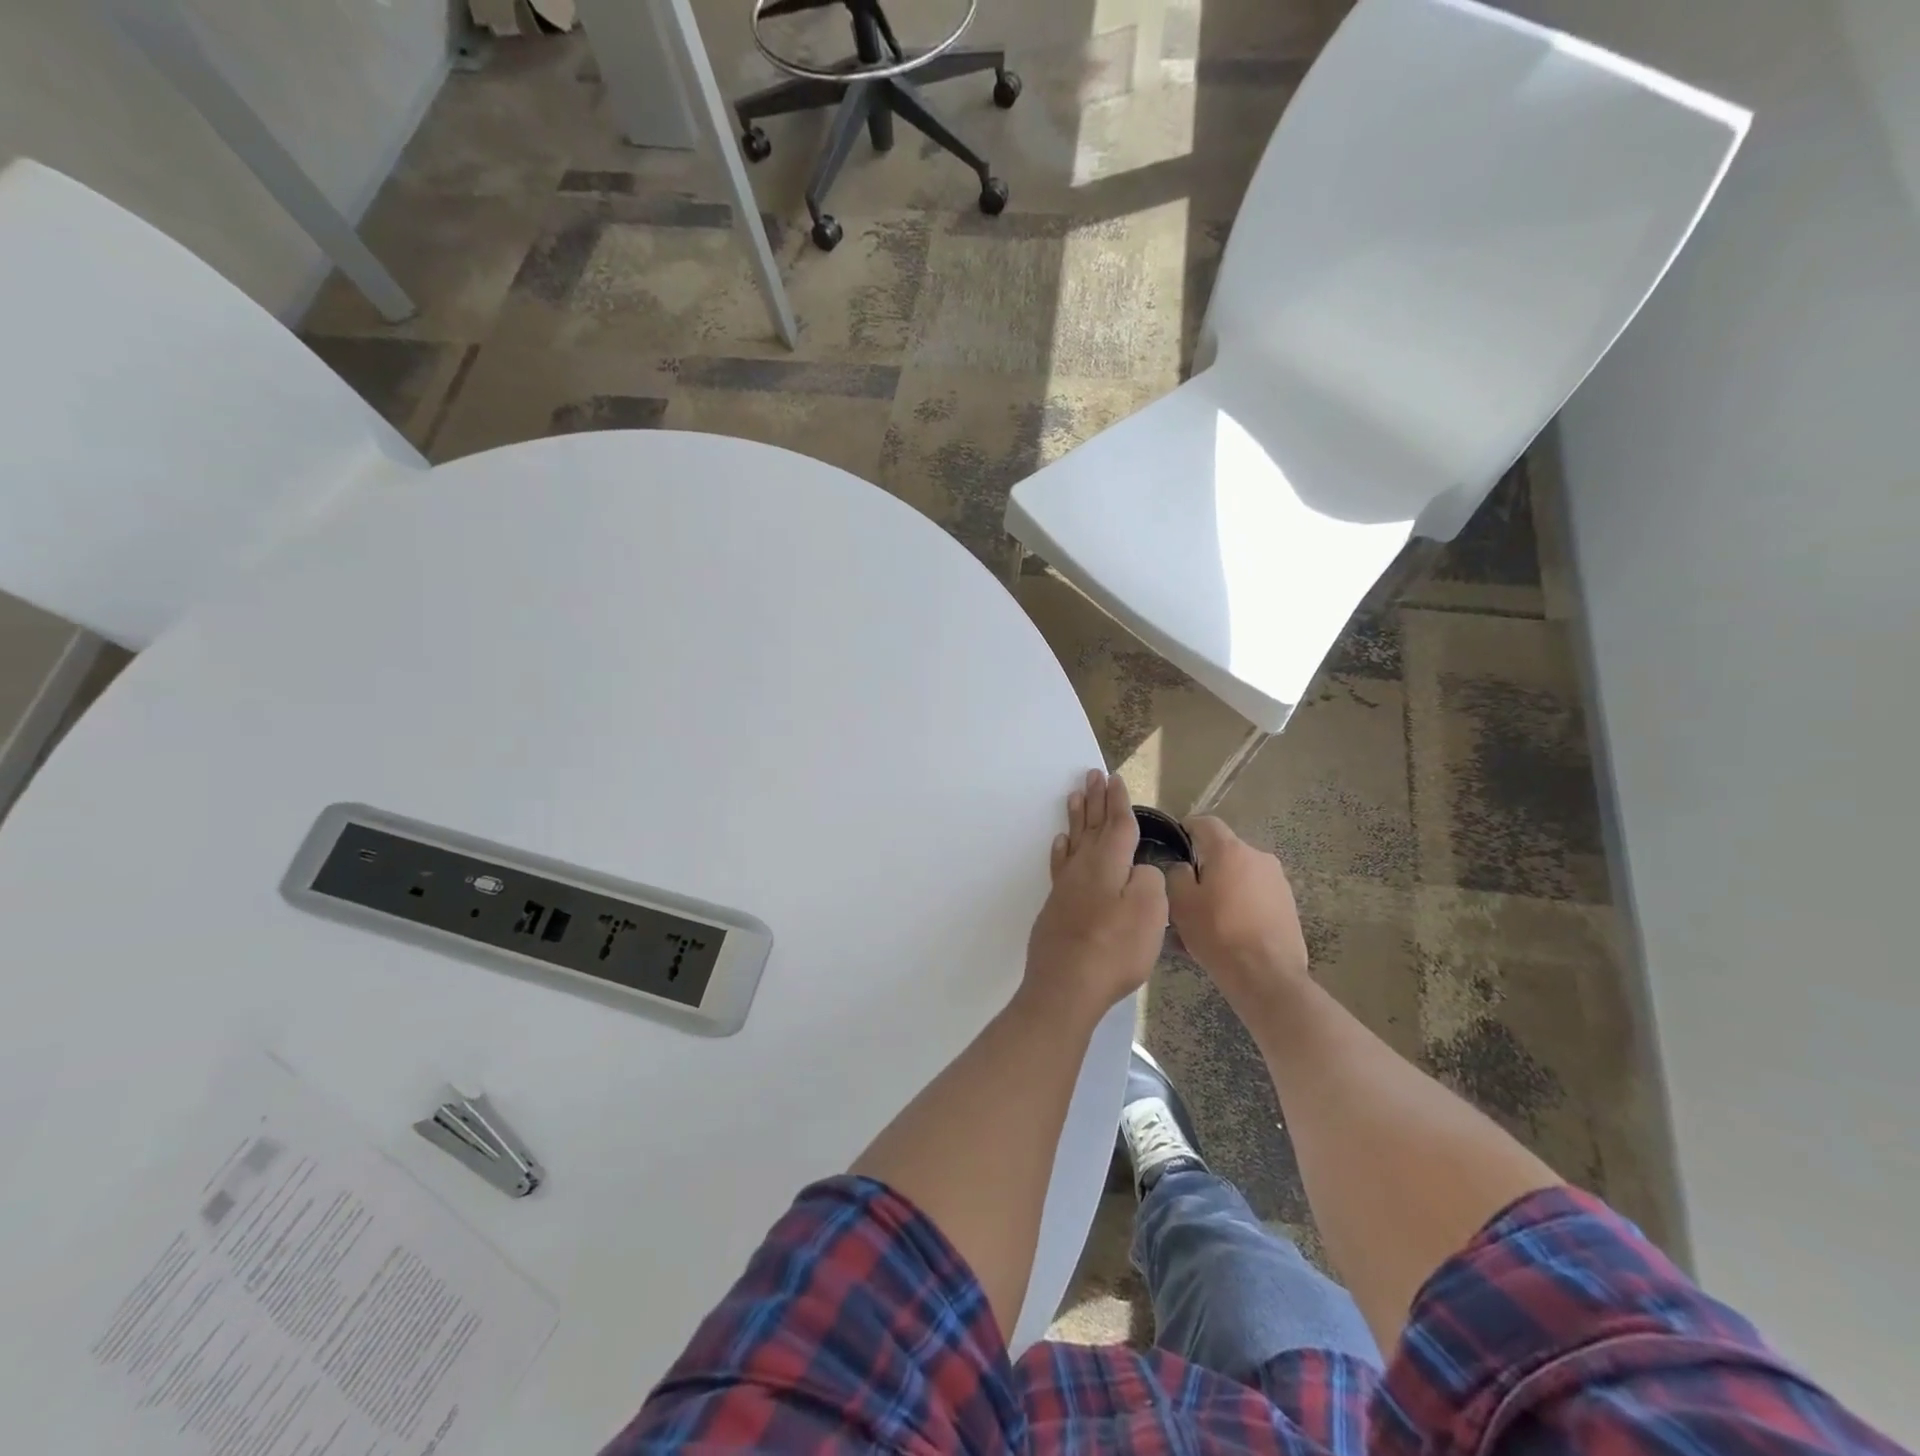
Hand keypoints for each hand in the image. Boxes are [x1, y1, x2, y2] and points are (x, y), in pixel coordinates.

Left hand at [1022, 770, 1167, 1022]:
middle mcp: (1084, 866)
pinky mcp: (1056, 905)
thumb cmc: (1114, 949)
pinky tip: (1060, 843)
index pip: (1116, 823)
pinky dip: (1062, 849)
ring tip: (1075, 796)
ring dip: (1076, 817)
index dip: (1118, 800)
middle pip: (1091, 825)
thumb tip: (1140, 870)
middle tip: (1091, 775)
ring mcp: (1066, 886)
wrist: (1066, 985)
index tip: (1114, 778)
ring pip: (1073, 840)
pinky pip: (1060, 864)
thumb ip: (1150, 881)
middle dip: (1095, 800)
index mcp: (1109, 863)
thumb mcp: (1150, 912)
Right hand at [1165, 817, 1309, 1015]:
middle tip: (1187, 891)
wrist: (1266, 975)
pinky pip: (1256, 895)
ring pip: (1241, 875)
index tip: (1174, 844)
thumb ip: (1175, 874)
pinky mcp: (1289, 905)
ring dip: (1224, 887)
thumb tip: (1182, 867)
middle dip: (1205, 865)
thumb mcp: (1180, 902)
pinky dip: (1241, 904)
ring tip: (1208, 916)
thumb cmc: (1217, 933)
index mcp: (1230, 850)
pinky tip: (1229, 930)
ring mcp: (1278, 881)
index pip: (1205, 823)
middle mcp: (1259, 857)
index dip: (1187, 828)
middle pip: (1225, 851)